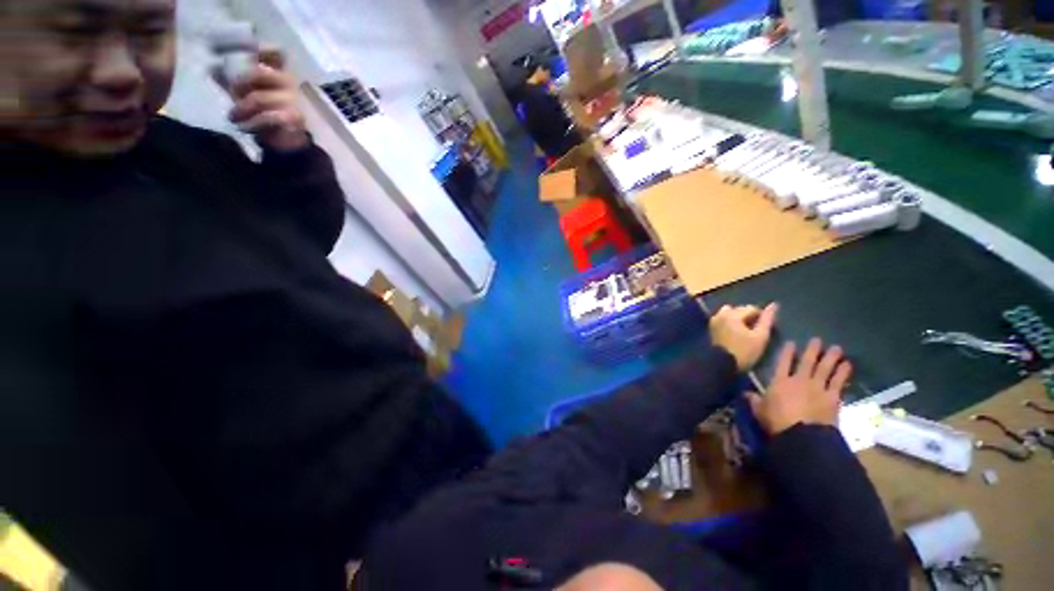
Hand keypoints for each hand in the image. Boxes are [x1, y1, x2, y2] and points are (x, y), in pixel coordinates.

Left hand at [218, 48, 308, 151]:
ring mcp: (292, 101)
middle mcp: (288, 83)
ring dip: (241, 108)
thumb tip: (212, 68)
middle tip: (231, 93)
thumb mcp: (246, 93)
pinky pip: (267, 117)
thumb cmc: (264, 113)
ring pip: (259, 98)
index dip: (261, 48)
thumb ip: (232, 80)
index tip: (244, 52)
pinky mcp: (292, 118)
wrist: (286, 141)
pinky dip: (252, 123)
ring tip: (233, 117)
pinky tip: (245, 127)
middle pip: (260, 72)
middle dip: (240, 82)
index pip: (275, 53)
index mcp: (277, 73)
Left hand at [709, 303, 777, 370]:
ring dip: (739, 318)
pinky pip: (723, 319)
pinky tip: (736, 333)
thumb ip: (767, 320)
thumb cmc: (744, 351)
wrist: (722, 364)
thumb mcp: (760, 337)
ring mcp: (714, 320)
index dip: (762, 318)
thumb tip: (773, 305)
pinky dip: (731, 322)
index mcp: (732, 314)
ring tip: (746, 332)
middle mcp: (721, 313)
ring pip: (730, 313)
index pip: (752, 309)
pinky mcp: (711, 327)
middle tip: (755, 331)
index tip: (765, 329)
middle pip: (740, 309)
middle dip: (749, 317)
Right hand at [747, 338, 852, 435]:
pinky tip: (847, 364)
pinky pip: (838, 381)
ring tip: (837, 348)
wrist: (802, 435)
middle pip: (807, 362)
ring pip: (825, 368)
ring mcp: (818, 388)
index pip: (782, 363)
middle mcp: (799, 380)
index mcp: (780, 382)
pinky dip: (843, 372)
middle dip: (812, 350)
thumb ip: (754, 400)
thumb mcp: (759, 410)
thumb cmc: (776, 421)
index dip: (787, 352)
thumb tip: (744, 393)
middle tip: (817, 340)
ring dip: (831, 357)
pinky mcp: (832, 397)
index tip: (791, 342)